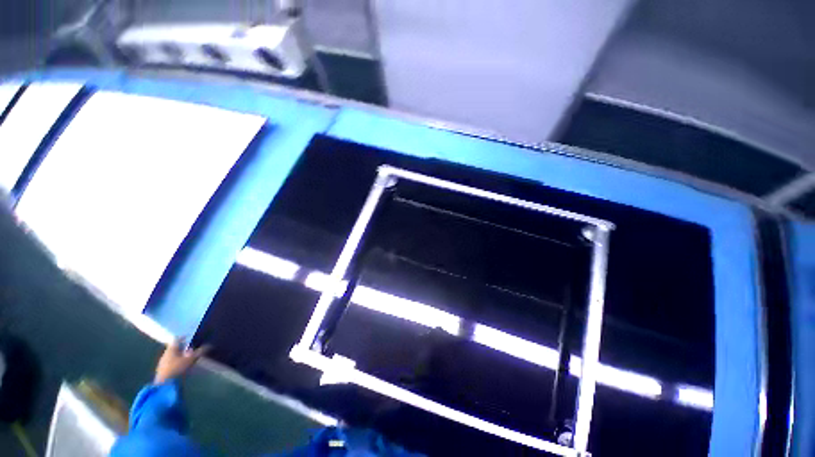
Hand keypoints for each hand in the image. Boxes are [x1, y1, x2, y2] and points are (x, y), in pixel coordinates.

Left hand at [154, 338, 209, 383]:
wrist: (164, 385)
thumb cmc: (178, 368)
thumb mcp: (192, 359)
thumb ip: (200, 352)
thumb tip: (210, 345)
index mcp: (171, 348)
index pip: (178, 339)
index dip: (185, 337)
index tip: (191, 337)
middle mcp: (166, 353)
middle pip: (175, 347)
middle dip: (183, 347)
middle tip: (192, 348)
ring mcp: (163, 363)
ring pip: (173, 355)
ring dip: (180, 355)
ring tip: (189, 357)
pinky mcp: (162, 371)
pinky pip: (171, 363)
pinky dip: (177, 362)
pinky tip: (183, 366)